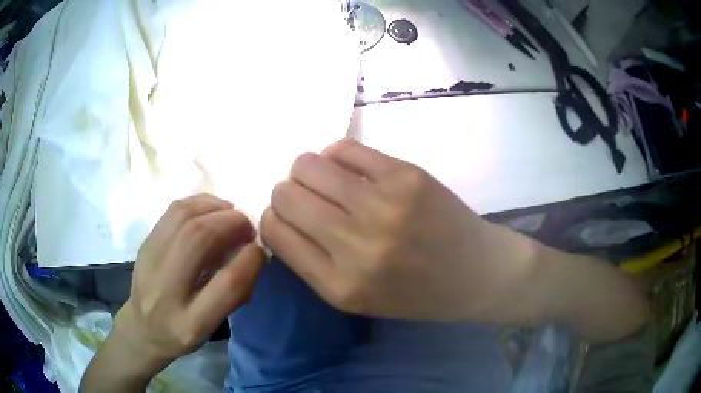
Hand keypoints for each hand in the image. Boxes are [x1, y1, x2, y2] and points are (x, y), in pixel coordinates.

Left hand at [82, 195, 265, 391]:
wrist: (142, 327)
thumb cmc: (182, 332)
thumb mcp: (212, 327)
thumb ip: (233, 293)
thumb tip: (252, 251)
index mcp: (190, 323)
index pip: (227, 285)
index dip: (251, 259)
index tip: (260, 249)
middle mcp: (165, 290)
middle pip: (198, 239)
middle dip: (231, 224)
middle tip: (247, 227)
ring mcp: (149, 261)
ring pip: (183, 217)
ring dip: (214, 208)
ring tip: (231, 214)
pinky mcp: (145, 243)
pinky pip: (173, 211)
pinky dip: (198, 203)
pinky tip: (210, 210)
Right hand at [260, 139, 537, 321]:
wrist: (477, 274)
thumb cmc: (417, 293)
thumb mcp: (356, 298)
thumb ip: (313, 262)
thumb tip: (280, 214)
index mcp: (339, 285)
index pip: (274, 232)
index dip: (273, 218)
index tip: (287, 217)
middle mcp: (355, 246)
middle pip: (285, 194)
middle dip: (287, 192)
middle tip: (308, 197)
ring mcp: (382, 206)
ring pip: (308, 164)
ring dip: (308, 170)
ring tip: (328, 180)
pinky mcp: (405, 175)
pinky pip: (344, 148)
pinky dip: (338, 155)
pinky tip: (351, 168)